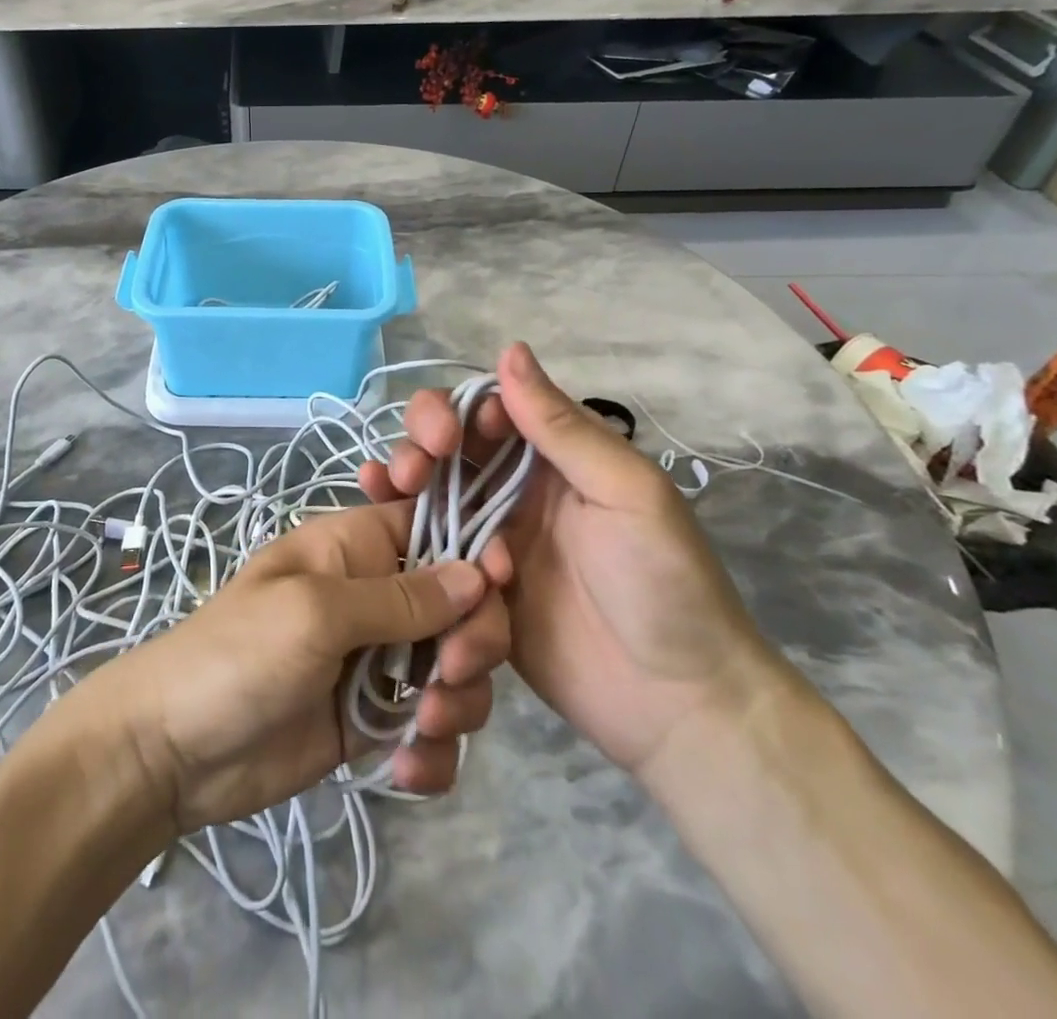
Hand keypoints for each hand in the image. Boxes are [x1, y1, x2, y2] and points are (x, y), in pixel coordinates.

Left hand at [66, 500, 510, 834]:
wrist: (174, 750)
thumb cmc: (239, 655)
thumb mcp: (317, 612)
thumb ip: (401, 597)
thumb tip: (479, 573)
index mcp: (357, 547)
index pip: (436, 528)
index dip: (475, 553)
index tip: (498, 589)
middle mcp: (375, 596)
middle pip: (461, 604)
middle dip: (471, 642)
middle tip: (447, 677)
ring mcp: (377, 660)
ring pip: (456, 668)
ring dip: (456, 703)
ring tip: (420, 729)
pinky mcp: (374, 719)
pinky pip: (433, 727)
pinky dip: (433, 752)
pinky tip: (405, 772)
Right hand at [358, 342, 791, 779]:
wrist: (679, 708)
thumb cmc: (664, 584)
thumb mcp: (626, 492)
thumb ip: (562, 427)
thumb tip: (509, 348)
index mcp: (555, 458)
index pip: (489, 410)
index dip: (455, 411)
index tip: (444, 437)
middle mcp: (517, 490)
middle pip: (449, 448)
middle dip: (419, 445)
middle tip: (410, 473)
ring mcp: (492, 540)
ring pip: (431, 494)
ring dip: (402, 482)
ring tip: (382, 490)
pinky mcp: (474, 589)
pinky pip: (431, 551)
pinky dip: (401, 534)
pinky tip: (377, 528)